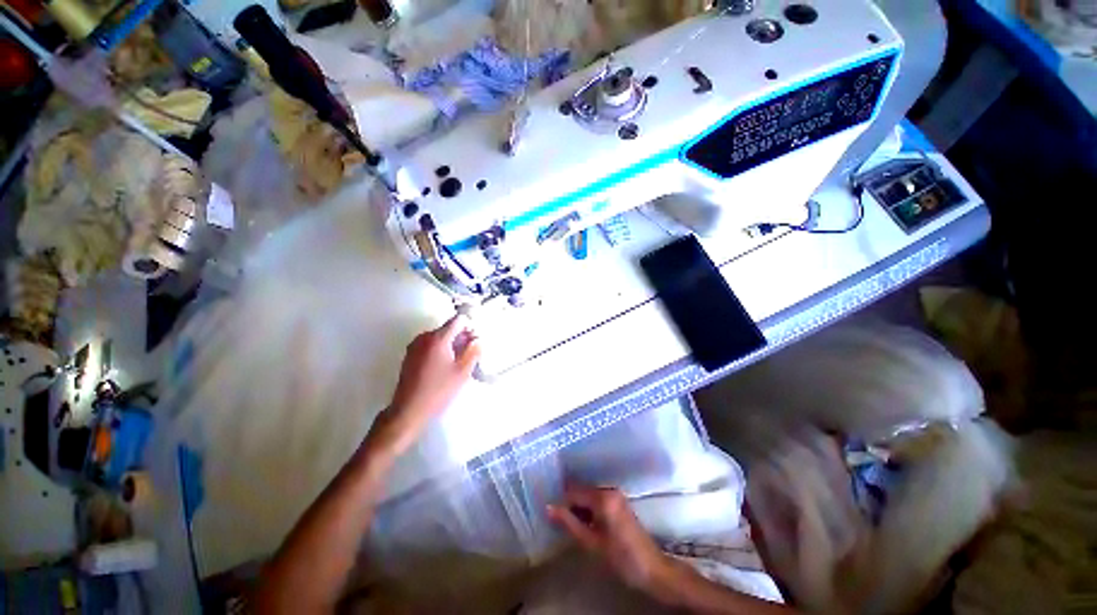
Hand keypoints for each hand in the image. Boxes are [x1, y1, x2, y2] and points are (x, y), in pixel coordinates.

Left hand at [368, 315, 480, 454]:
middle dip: (461, 337)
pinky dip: (440, 350)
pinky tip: (444, 368)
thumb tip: (477, 339)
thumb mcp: (462, 371)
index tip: (475, 340)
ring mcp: (414, 346)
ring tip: (458, 363)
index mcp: (438, 338)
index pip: (458, 320)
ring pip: (439, 337)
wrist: (408, 410)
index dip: (470, 326)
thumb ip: (473, 351)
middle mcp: (424, 337)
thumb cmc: (438, 390)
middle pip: (448, 328)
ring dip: (451, 344)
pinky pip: (430, 345)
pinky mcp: (410, 356)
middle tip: (470, 354)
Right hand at [547, 484, 674, 590]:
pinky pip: (597, 499)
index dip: (561, 501)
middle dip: (570, 504)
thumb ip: (569, 522)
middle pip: (581, 491)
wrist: (651, 567)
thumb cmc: (619, 556)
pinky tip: (586, 523)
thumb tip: (549, 507)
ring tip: (572, 525)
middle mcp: (609, 490)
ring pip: (588, 495)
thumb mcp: (591, 542)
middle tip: (559, 521)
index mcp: (602, 497)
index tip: (551, 513)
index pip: (573, 491)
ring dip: (579, 507)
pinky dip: (589, 509)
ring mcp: (615, 494)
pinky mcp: (619, 501)